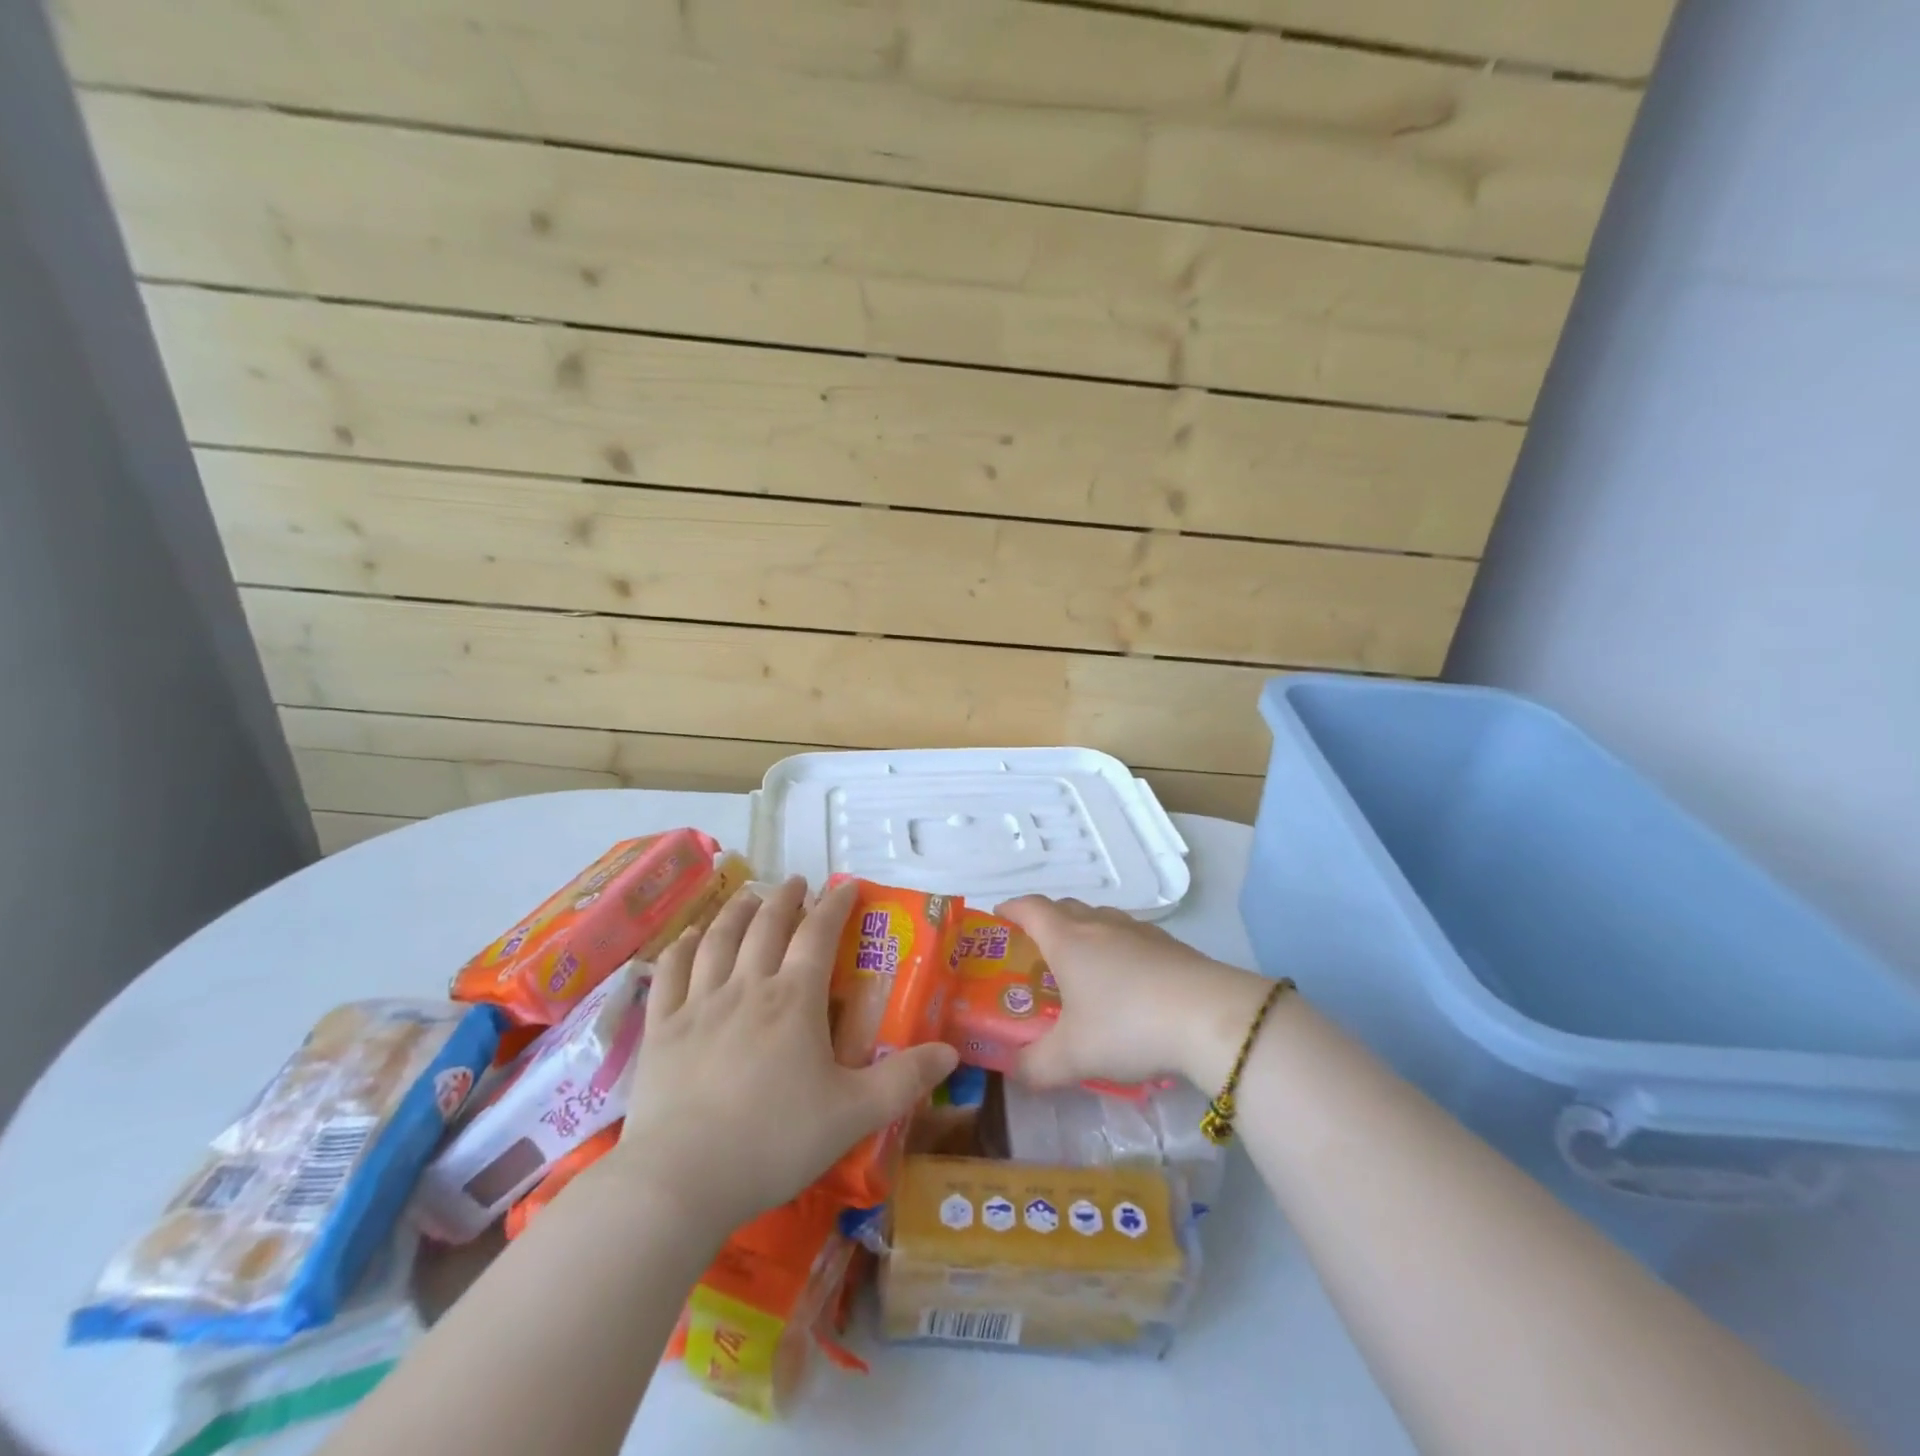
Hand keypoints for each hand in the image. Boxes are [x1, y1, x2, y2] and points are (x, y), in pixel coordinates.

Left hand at [607, 878, 958, 1229]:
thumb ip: (905, 1080)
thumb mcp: (853, 1114)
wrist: (681, 1180)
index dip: (835, 904)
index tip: (847, 885)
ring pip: (718, 940)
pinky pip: (670, 974)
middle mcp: (746, 988)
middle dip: (785, 898)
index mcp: (794, 1000)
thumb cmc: (774, 1142)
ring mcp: (698, 1005)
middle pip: (766, 926)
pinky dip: (681, 948)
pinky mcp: (661, 1029)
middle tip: (796, 882)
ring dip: (736, 911)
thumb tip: (951, 1052)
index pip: (818, 935)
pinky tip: (687, 937)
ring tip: (748, 896)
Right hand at [997, 896, 1270, 1090]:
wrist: (1211, 1018)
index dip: (1010, 910)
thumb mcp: (1072, 1057)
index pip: (1030, 909)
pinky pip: (1130, 938)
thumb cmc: (1127, 1026)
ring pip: (1100, 920)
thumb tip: (1013, 1073)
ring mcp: (1139, 932)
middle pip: (1064, 908)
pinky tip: (1127, 985)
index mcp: (1068, 939)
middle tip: (1034, 954)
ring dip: (1084, 935)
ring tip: (1081, 970)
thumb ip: (1035, 1067)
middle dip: (1044, 923)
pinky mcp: (1170, 946)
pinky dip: (1117, 951)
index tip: (998, 919)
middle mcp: (1100, 925)